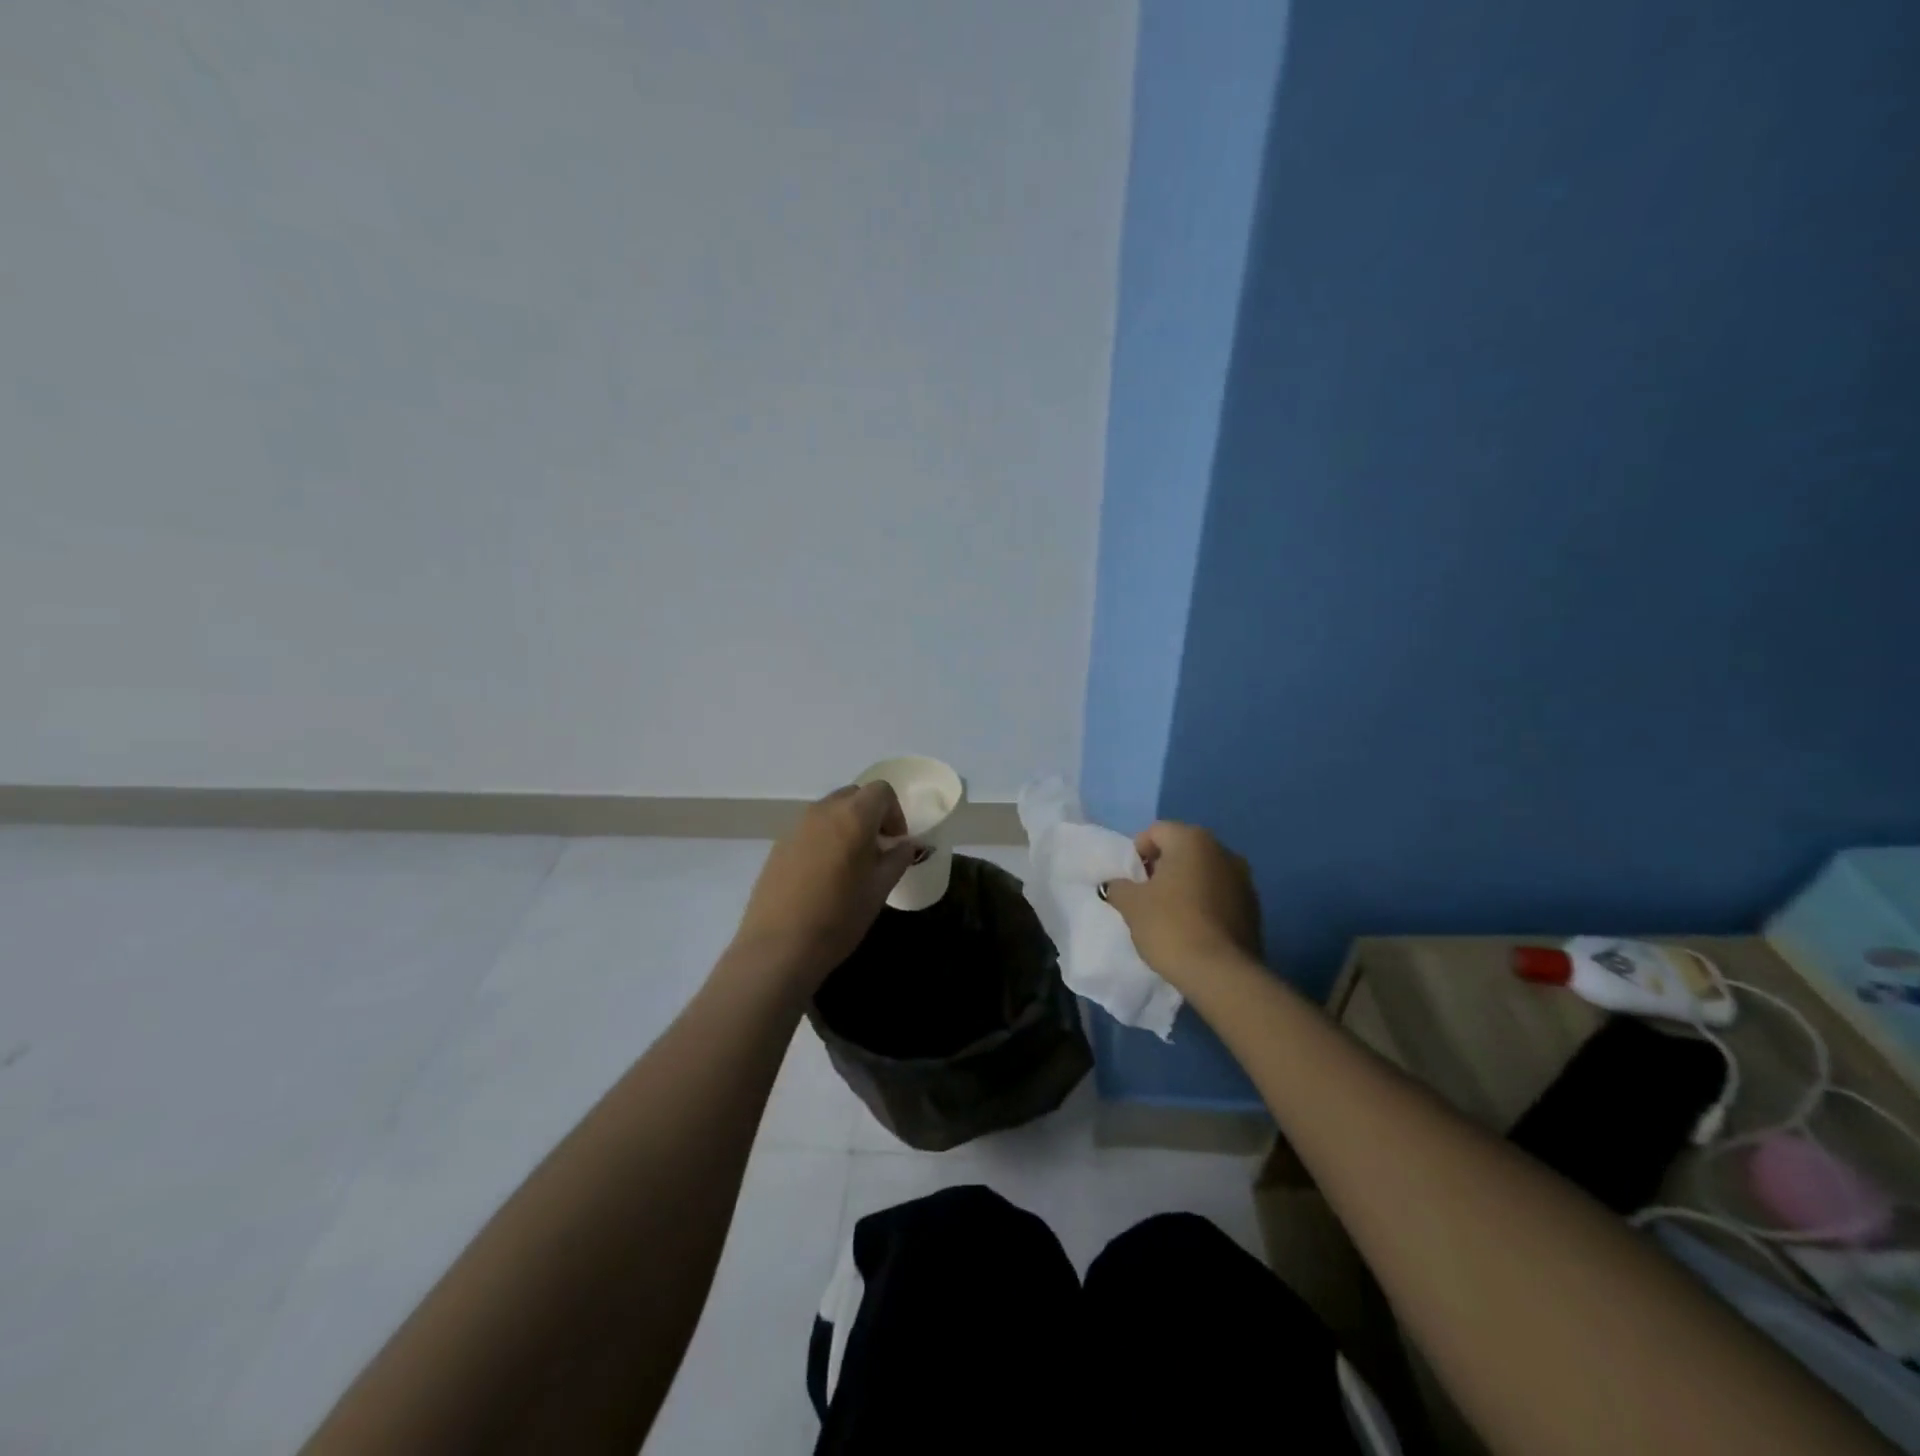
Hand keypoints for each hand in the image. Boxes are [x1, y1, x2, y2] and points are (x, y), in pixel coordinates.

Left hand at [730, 783, 915, 986]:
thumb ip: (897, 859)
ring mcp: (796, 827)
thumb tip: (905, 844)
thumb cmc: (839, 918)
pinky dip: (824, 840)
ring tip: (850, 865)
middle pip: (854, 796)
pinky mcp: (778, 846)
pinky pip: (809, 830)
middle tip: (876, 850)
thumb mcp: (879, 889)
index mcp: (853, 816)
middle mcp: (822, 812)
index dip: (895, 813)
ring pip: (829, 812)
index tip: (895, 843)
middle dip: (870, 816)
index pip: (881, 791)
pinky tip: (823, 878)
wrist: (778, 948)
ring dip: (846, 826)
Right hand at [1102, 821, 1261, 987]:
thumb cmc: (1170, 926)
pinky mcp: (1254, 908)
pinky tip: (1194, 929)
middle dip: (1163, 868)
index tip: (1132, 881)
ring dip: (1186, 886)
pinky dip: (1206, 904)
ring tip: (1171, 916)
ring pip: (1204, 873)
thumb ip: (1119, 887)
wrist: (1221, 974)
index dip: (1138, 853)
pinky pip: (1221, 896)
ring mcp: (1244, 880)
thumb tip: (1115, 885)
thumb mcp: (1132, 905)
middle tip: (1147, 898)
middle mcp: (1223, 851)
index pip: (1156, 832)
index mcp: (1192, 840)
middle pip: (1182, 850)